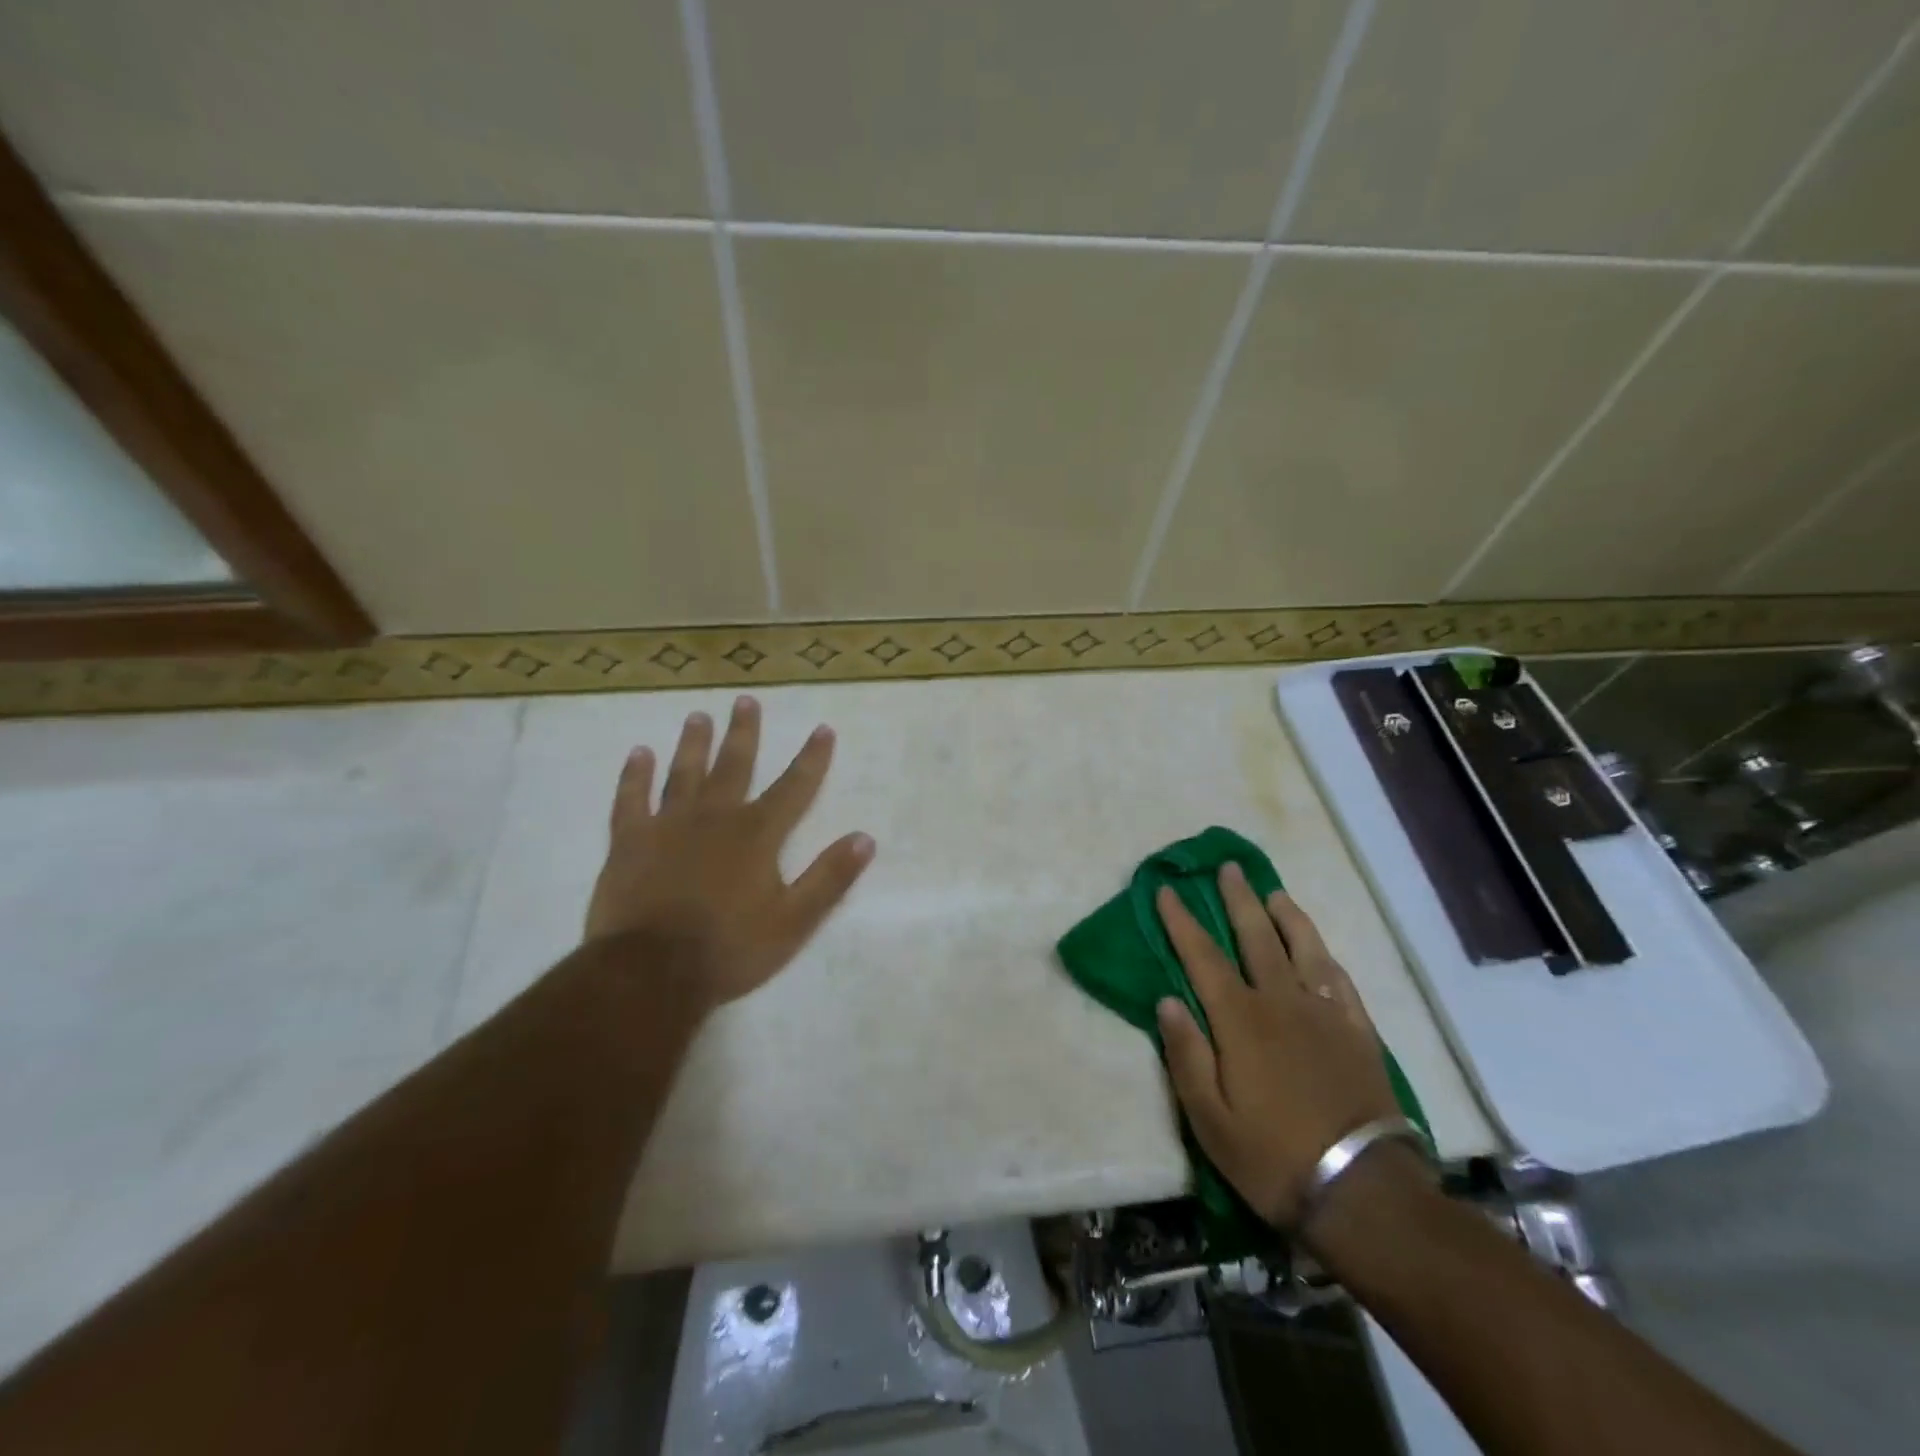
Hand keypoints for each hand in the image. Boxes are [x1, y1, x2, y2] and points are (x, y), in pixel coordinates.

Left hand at [584, 696, 874, 1010]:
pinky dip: (634, 776)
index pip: (794, 787)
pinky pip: (630, 800)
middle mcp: (715, 818)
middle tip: (745, 700)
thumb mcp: (794, 922)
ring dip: (693, 744)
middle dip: (744, 733)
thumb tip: (865, 838)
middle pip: (734, 766)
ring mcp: (667, 826)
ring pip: (683, 774)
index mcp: (757, 835)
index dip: (812, 758)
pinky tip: (639, 753)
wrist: (651, 973)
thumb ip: (829, 878)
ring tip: (697, 715)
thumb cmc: (730, 949)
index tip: (823, 729)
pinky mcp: (629, 842)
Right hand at [1154, 864, 1399, 1230]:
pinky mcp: (1358, 1033)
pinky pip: (1340, 981)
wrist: (1363, 1191)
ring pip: (1303, 949)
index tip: (1167, 890)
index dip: (1182, 922)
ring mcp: (1325, 1014)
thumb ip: (1186, 1055)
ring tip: (1274, 893)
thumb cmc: (1273, 1158)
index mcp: (1240, 1021)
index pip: (1202, 957)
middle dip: (1237, 899)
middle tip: (1227, 867)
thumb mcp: (1210, 1120)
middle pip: (1256, 937)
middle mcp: (1281, 1003)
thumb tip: (1167, 1000)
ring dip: (1286, 916)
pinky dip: (1325, 956)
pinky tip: (1319, 949)